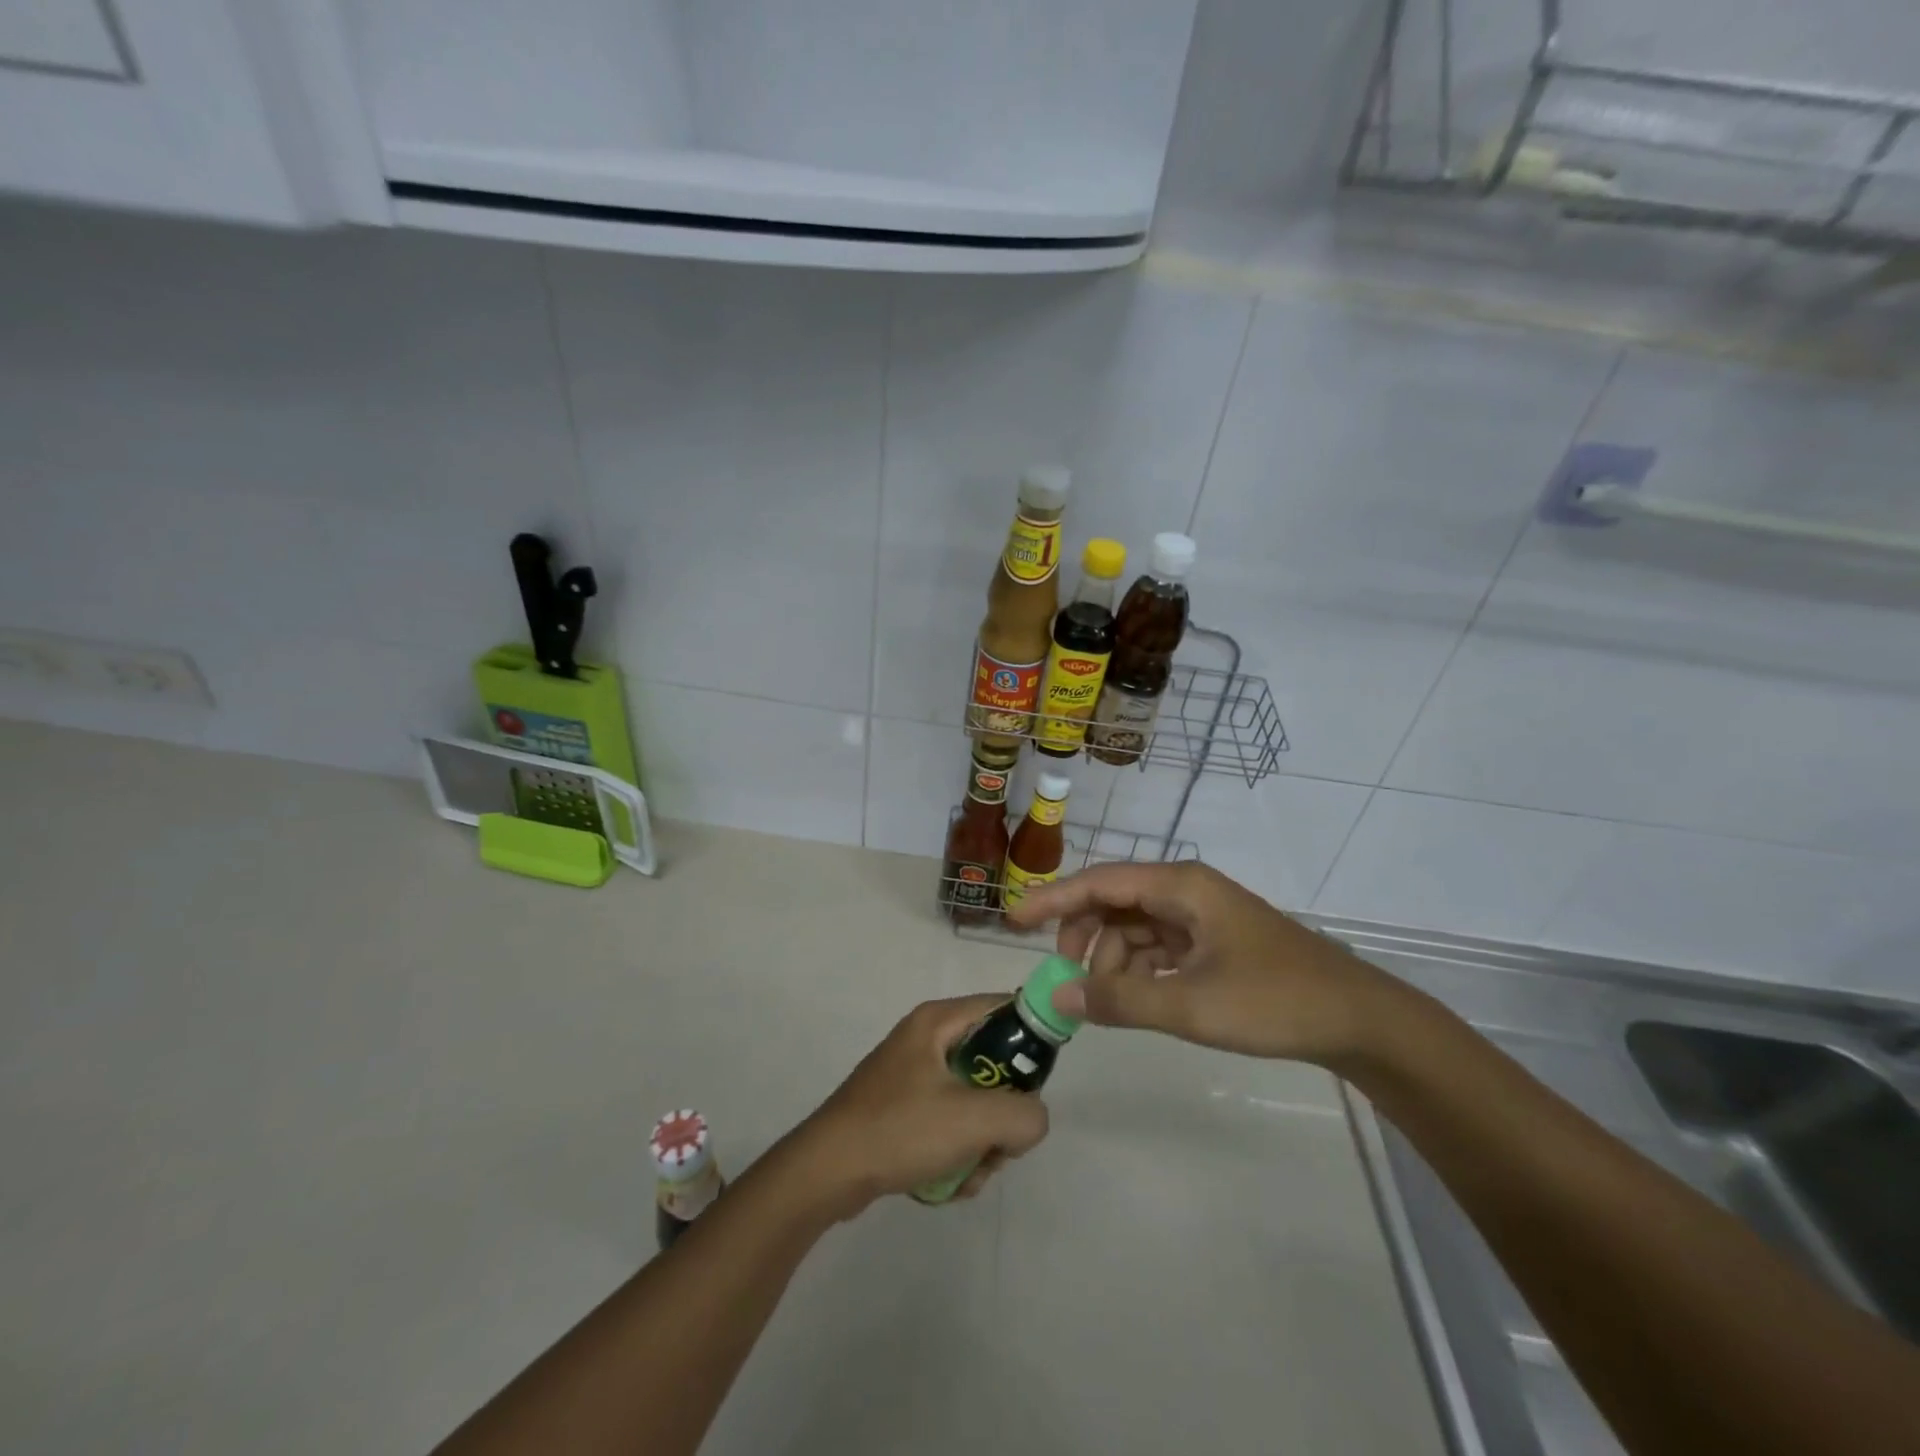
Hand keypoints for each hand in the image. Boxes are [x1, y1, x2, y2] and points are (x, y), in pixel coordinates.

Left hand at [789, 995, 1049, 1217]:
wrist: (825, 1173)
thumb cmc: (899, 1130)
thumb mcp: (973, 1120)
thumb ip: (1023, 1114)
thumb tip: (1033, 1119)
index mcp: (938, 1021)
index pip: (1004, 1007)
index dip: (1032, 1037)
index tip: (1041, 1083)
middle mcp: (926, 1040)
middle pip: (993, 1064)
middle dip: (1002, 1113)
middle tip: (998, 1144)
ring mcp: (911, 1076)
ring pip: (973, 1102)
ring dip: (980, 1145)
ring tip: (965, 1172)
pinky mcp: (902, 1110)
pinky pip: (948, 1125)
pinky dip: (955, 1155)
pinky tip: (943, 1183)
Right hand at [1004, 862, 1401, 1067]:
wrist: (1358, 1019)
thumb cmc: (1274, 1001)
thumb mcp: (1191, 1005)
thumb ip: (1121, 1000)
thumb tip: (1057, 995)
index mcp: (1180, 886)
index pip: (1099, 882)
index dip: (1052, 900)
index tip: (1013, 921)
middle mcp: (1186, 890)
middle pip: (1114, 902)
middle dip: (1084, 937)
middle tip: (1067, 978)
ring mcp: (1201, 915)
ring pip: (1134, 928)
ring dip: (1113, 960)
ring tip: (1112, 1002)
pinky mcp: (1213, 941)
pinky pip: (1158, 947)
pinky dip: (1139, 970)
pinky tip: (1139, 1000)